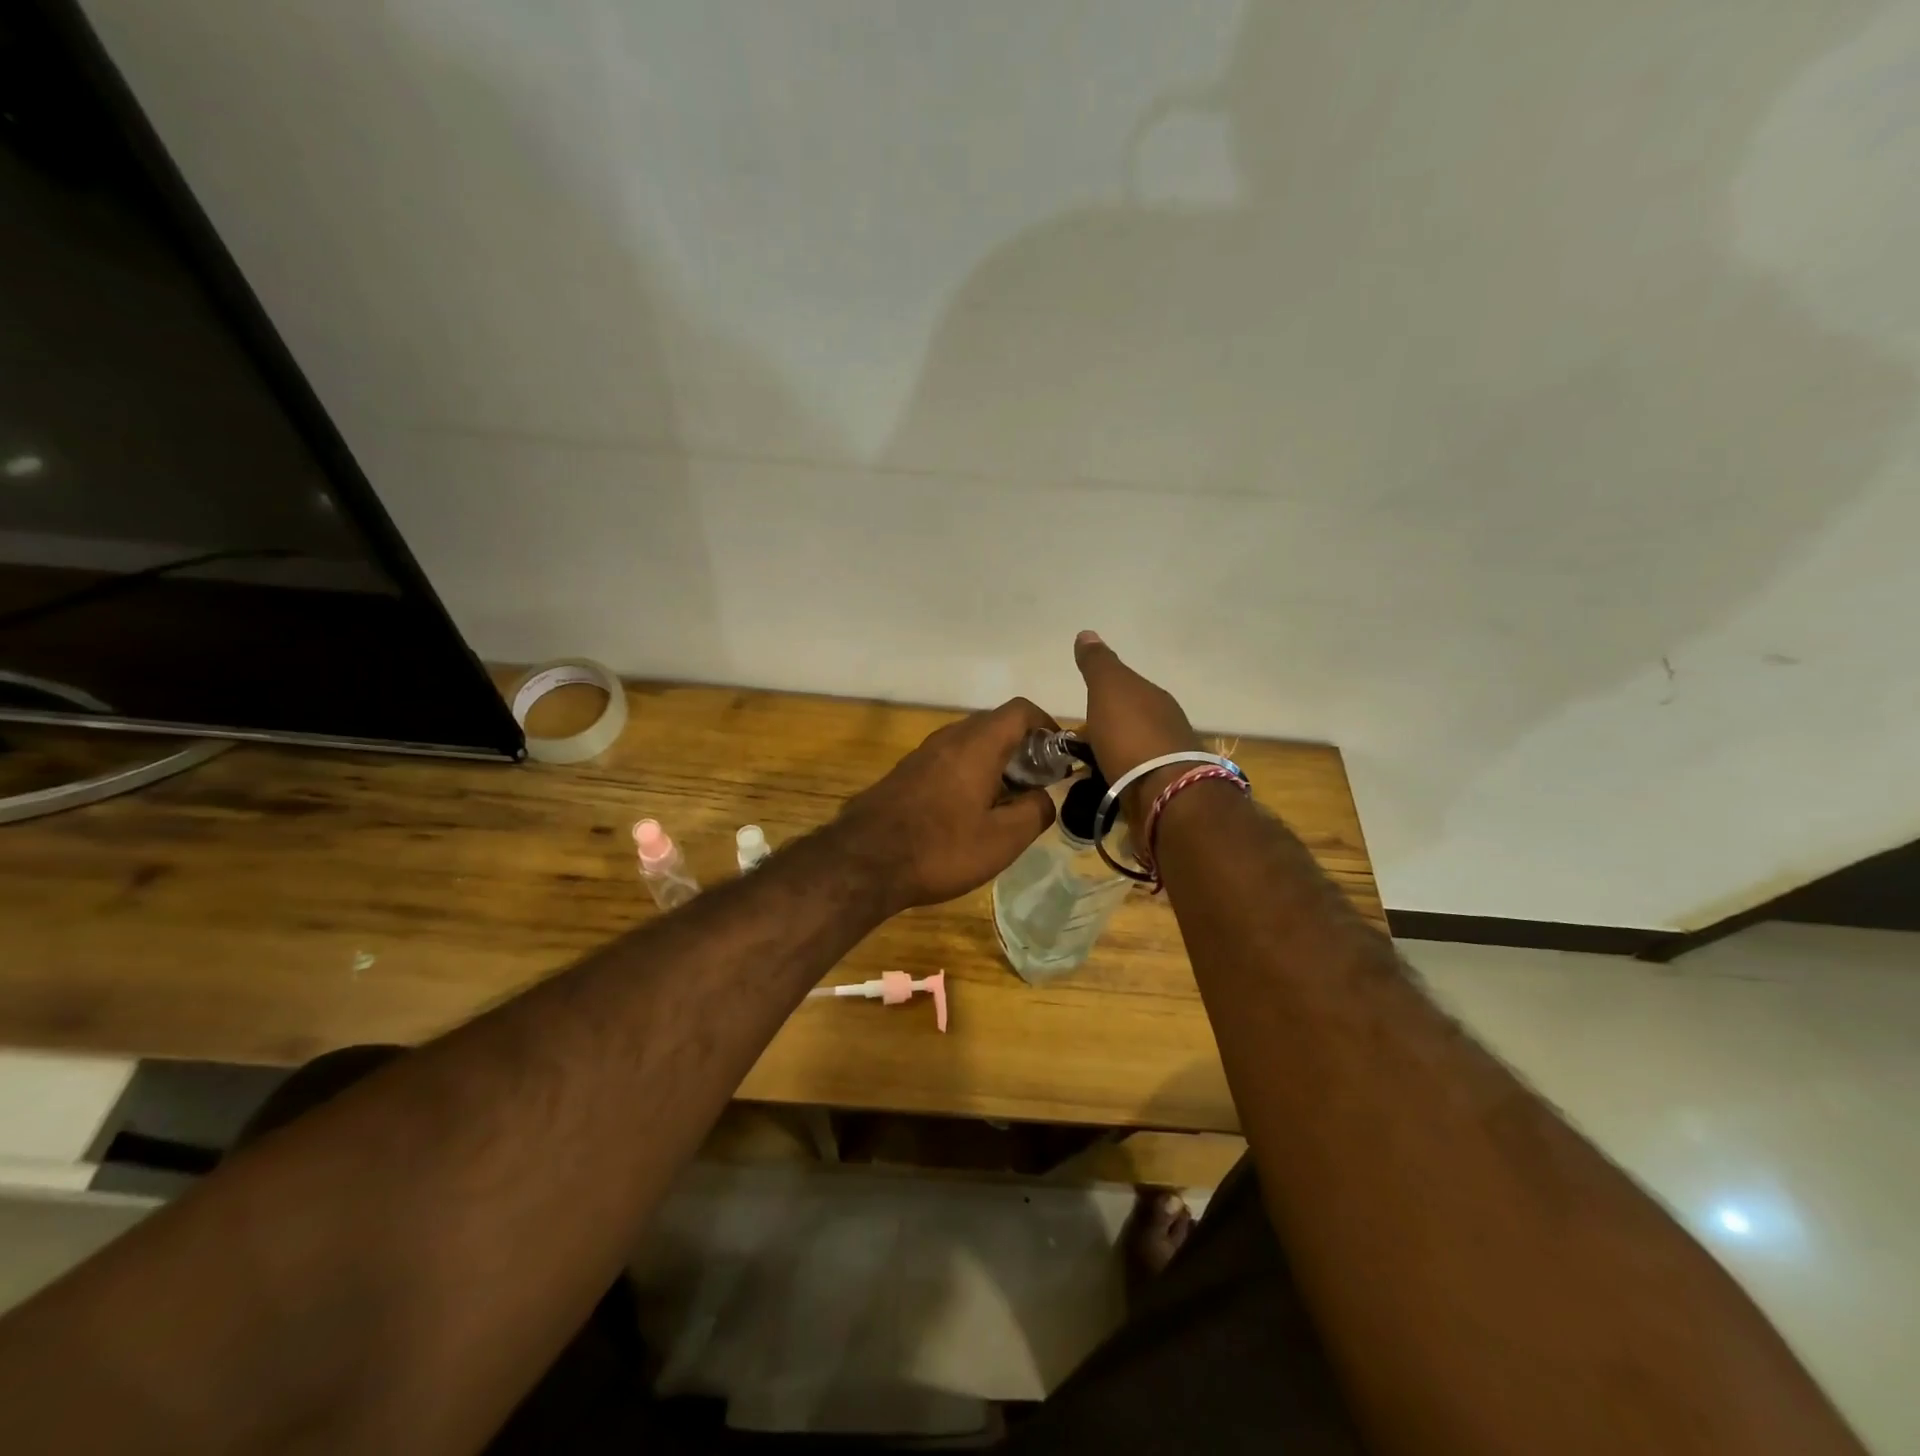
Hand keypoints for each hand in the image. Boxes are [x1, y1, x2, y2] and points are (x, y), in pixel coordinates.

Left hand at [835, 698, 1059, 912]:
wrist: (862, 863)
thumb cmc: (940, 848)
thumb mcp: (1003, 839)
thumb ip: (1036, 811)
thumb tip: (1047, 797)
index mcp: (977, 745)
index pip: (1020, 711)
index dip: (1047, 725)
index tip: (1061, 754)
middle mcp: (948, 739)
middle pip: (994, 725)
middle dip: (1023, 747)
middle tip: (1039, 782)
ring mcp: (921, 755)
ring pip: (969, 744)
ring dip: (994, 762)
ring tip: (1007, 800)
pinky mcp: (904, 774)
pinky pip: (947, 761)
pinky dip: (968, 773)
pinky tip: (969, 811)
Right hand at [1073, 630, 1201, 815]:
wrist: (1165, 794)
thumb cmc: (1132, 735)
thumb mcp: (1109, 689)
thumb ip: (1098, 664)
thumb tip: (1087, 633)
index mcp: (1154, 698)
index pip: (1128, 689)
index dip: (1105, 695)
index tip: (1083, 707)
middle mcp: (1166, 725)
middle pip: (1131, 720)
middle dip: (1109, 727)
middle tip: (1080, 740)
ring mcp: (1168, 760)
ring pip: (1133, 750)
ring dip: (1114, 754)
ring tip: (1087, 766)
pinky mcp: (1164, 791)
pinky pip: (1134, 777)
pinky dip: (1120, 777)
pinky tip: (1106, 785)